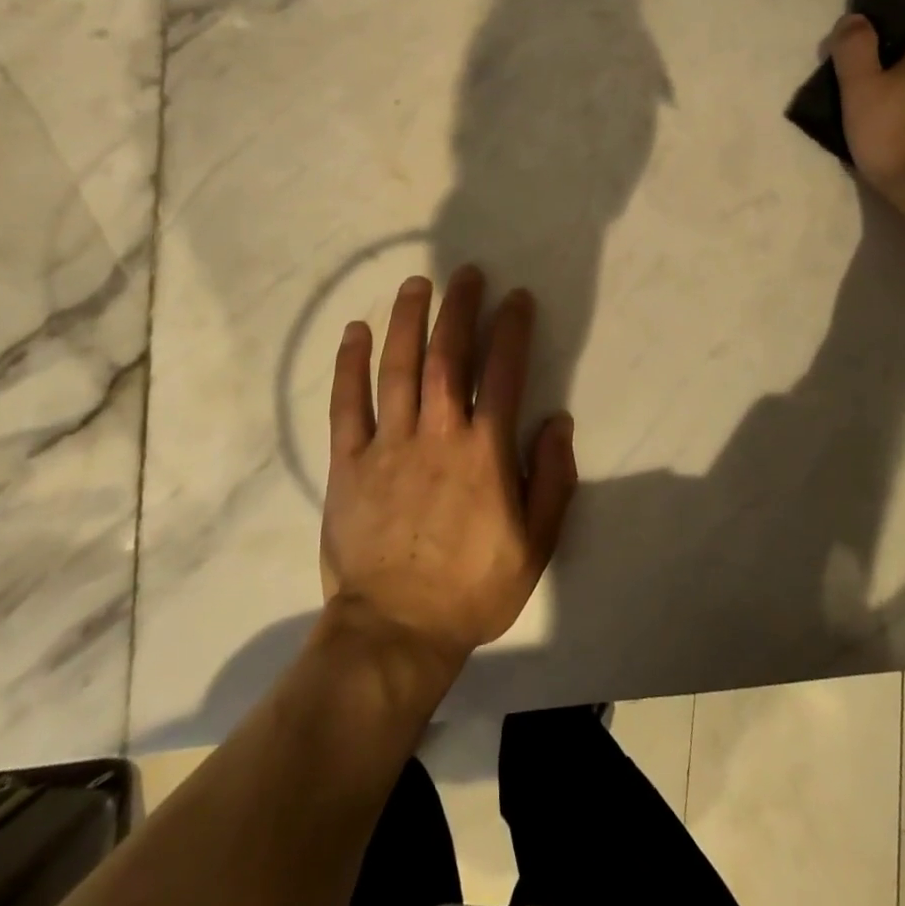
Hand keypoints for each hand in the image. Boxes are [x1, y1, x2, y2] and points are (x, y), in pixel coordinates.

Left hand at [321, 268, 577, 667]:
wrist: (395, 632)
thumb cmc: (472, 589)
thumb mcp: (536, 545)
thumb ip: (553, 480)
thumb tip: (557, 421)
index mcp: (484, 453)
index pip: (502, 373)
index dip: (511, 329)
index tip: (515, 297)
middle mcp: (437, 435)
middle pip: (448, 356)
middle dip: (458, 308)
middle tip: (465, 272)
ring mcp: (388, 445)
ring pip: (397, 368)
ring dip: (407, 320)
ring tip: (416, 284)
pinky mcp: (349, 462)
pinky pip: (347, 404)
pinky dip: (350, 364)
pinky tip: (355, 331)